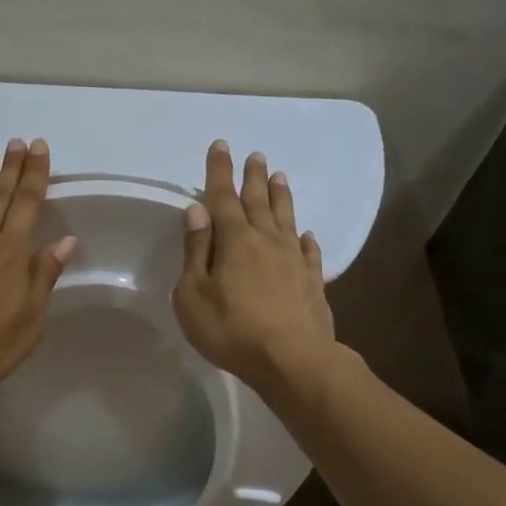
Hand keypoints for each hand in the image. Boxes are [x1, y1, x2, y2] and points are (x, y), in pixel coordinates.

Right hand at [173, 140, 336, 396]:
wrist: (292, 360)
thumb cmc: (231, 329)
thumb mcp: (193, 294)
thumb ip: (195, 251)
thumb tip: (197, 211)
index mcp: (234, 241)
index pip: (222, 197)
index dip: (219, 171)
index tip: (221, 145)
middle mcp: (266, 241)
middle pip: (258, 202)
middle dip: (253, 178)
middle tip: (255, 155)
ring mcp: (293, 260)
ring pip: (286, 219)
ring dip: (281, 197)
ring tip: (280, 177)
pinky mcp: (312, 281)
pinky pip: (308, 251)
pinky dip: (305, 239)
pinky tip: (306, 234)